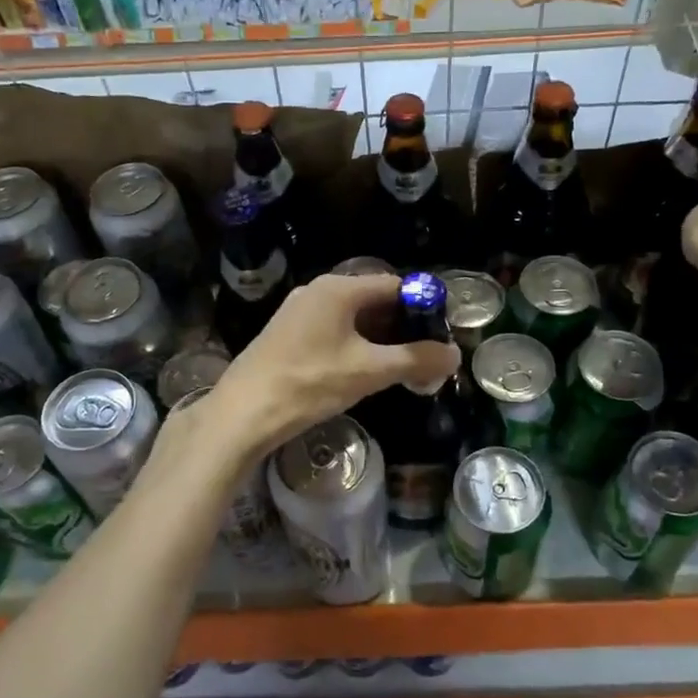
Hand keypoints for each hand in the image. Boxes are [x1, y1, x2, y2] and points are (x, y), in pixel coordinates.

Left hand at [200, 274, 459, 455]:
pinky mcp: (289, 335)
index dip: (423, 306)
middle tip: (427, 356)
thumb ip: (415, 360)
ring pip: (354, 319)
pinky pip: (334, 331)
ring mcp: (300, 312)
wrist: (243, 412)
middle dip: (404, 327)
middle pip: (374, 300)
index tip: (442, 334)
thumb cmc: (309, 383)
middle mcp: (318, 291)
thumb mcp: (368, 372)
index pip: (395, 285)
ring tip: (403, 369)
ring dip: (381, 340)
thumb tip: (454, 355)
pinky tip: (366, 373)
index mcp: (338, 289)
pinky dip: (357, 347)